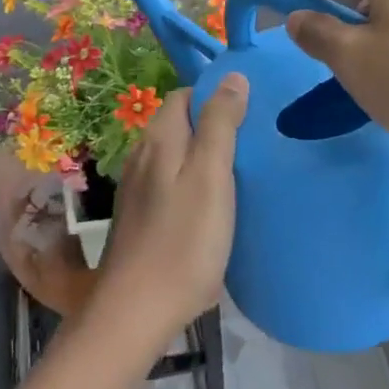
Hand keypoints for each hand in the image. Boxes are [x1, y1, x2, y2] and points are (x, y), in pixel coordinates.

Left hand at [88, 75, 246, 352]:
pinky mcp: (140, 219)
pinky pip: (171, 185)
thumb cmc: (183, 240)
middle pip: (180, 125)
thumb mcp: (211, 174)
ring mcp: (137, 189)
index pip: (185, 95)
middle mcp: (142, 155)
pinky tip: (213, 209)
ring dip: (204, 158)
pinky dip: (193, 185)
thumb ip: (221, 123)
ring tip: (240, 176)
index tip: (251, 114)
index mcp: (158, 138)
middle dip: (213, 127)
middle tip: (253, 146)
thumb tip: (232, 75)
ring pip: (176, 156)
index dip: (216, 97)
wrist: (135, 313)